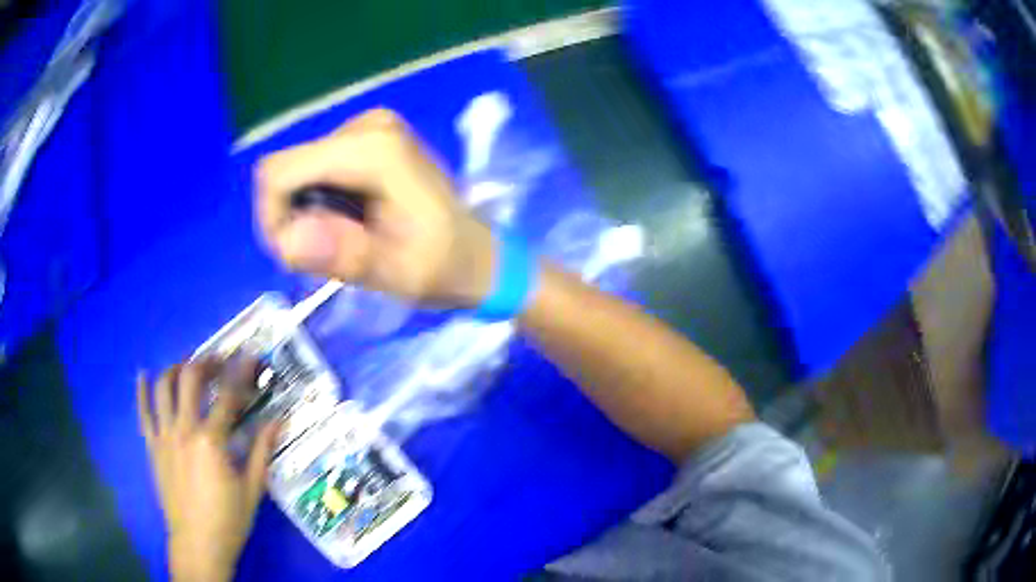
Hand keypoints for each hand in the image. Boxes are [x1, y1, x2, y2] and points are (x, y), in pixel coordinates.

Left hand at [137, 361, 279, 581]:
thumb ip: (262, 451)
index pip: (228, 396)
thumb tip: (279, 421)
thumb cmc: (229, 520)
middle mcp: (184, 430)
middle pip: (190, 380)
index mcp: (211, 441)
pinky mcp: (153, 447)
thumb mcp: (253, 489)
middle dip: (206, 362)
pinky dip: (142, 392)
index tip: (251, 357)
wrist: (198, 544)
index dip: (241, 373)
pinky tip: (143, 375)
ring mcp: (164, 437)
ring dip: (175, 369)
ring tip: (187, 365)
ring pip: (164, 388)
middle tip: (219, 360)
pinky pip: (143, 414)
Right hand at [255, 108, 495, 306]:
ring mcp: (364, 129)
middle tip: (326, 256)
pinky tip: (348, 224)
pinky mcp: (363, 140)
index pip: (279, 173)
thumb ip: (346, 255)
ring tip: (344, 242)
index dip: (274, 219)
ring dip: (305, 215)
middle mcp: (365, 127)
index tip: (299, 257)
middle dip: (290, 219)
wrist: (477, 254)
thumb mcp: (399, 275)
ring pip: (295, 174)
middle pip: (284, 172)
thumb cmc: (445, 266)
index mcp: (373, 149)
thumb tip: (289, 239)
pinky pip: (312, 172)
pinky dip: (317, 204)